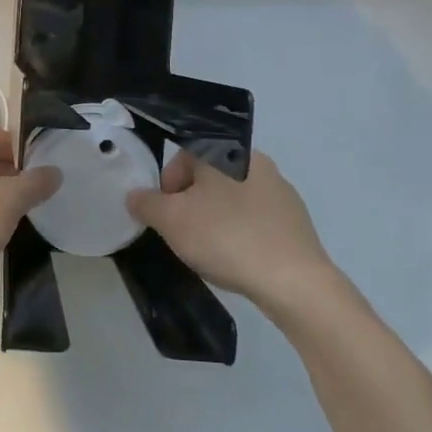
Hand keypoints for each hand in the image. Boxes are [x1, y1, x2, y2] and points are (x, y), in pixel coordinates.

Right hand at [127, 149, 342, 321]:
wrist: (293, 280)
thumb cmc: (225, 238)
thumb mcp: (171, 220)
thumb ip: (146, 203)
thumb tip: (135, 195)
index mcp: (225, 151)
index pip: (183, 157)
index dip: (167, 187)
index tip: (166, 216)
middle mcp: (255, 161)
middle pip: (207, 178)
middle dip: (190, 204)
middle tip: (184, 235)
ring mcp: (280, 189)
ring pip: (231, 198)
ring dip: (215, 218)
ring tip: (212, 250)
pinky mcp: (296, 217)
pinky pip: (255, 218)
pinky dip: (241, 232)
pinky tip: (239, 257)